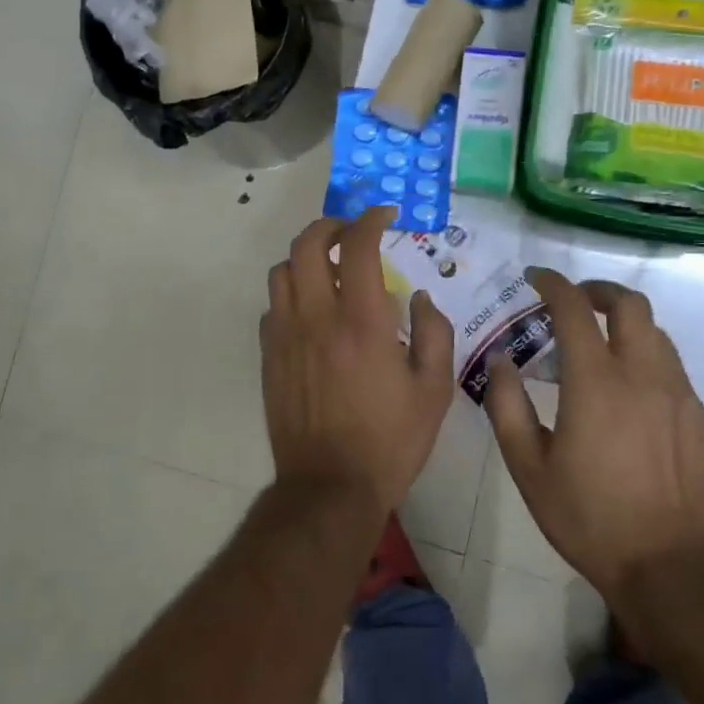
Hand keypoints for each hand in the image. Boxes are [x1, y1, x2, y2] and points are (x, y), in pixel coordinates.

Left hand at [261, 208, 454, 514]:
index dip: (371, 219)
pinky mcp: (269, 356)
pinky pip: (272, 306)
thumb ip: (434, 333)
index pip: (358, 245)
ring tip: (329, 268)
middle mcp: (317, 316)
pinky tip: (311, 310)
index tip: (386, 216)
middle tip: (352, 233)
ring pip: (282, 270)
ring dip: (306, 257)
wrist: (329, 486)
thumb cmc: (389, 440)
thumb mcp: (434, 389)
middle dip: (331, 226)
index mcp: (361, 320)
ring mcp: (286, 335)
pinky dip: (291, 293)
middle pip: (307, 244)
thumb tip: (418, 297)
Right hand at [484, 267, 703, 596]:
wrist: (671, 569)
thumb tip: (501, 361)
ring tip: (603, 350)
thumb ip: (507, 406)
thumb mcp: (528, 468)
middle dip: (599, 291)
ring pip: (657, 336)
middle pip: (631, 304)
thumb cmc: (589, 518)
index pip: (574, 308)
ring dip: (626, 328)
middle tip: (576, 302)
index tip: (536, 278)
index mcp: (596, 383)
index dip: (553, 284)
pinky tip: (634, 403)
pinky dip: (649, 368)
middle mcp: (644, 376)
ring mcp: (682, 397)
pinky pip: (675, 376)